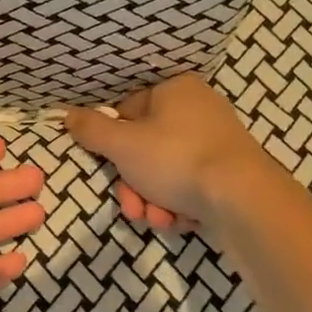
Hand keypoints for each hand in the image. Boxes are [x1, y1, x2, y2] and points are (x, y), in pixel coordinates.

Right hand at [64, 74, 273, 231]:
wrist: (244, 200)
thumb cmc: (177, 160)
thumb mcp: (123, 144)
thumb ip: (92, 130)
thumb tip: (67, 115)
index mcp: (175, 90)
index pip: (128, 110)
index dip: (113, 144)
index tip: (108, 168)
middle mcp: (199, 110)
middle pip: (146, 148)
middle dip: (134, 185)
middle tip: (133, 207)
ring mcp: (217, 143)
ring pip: (166, 173)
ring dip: (153, 200)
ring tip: (158, 220)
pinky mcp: (229, 174)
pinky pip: (190, 186)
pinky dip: (179, 205)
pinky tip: (179, 221)